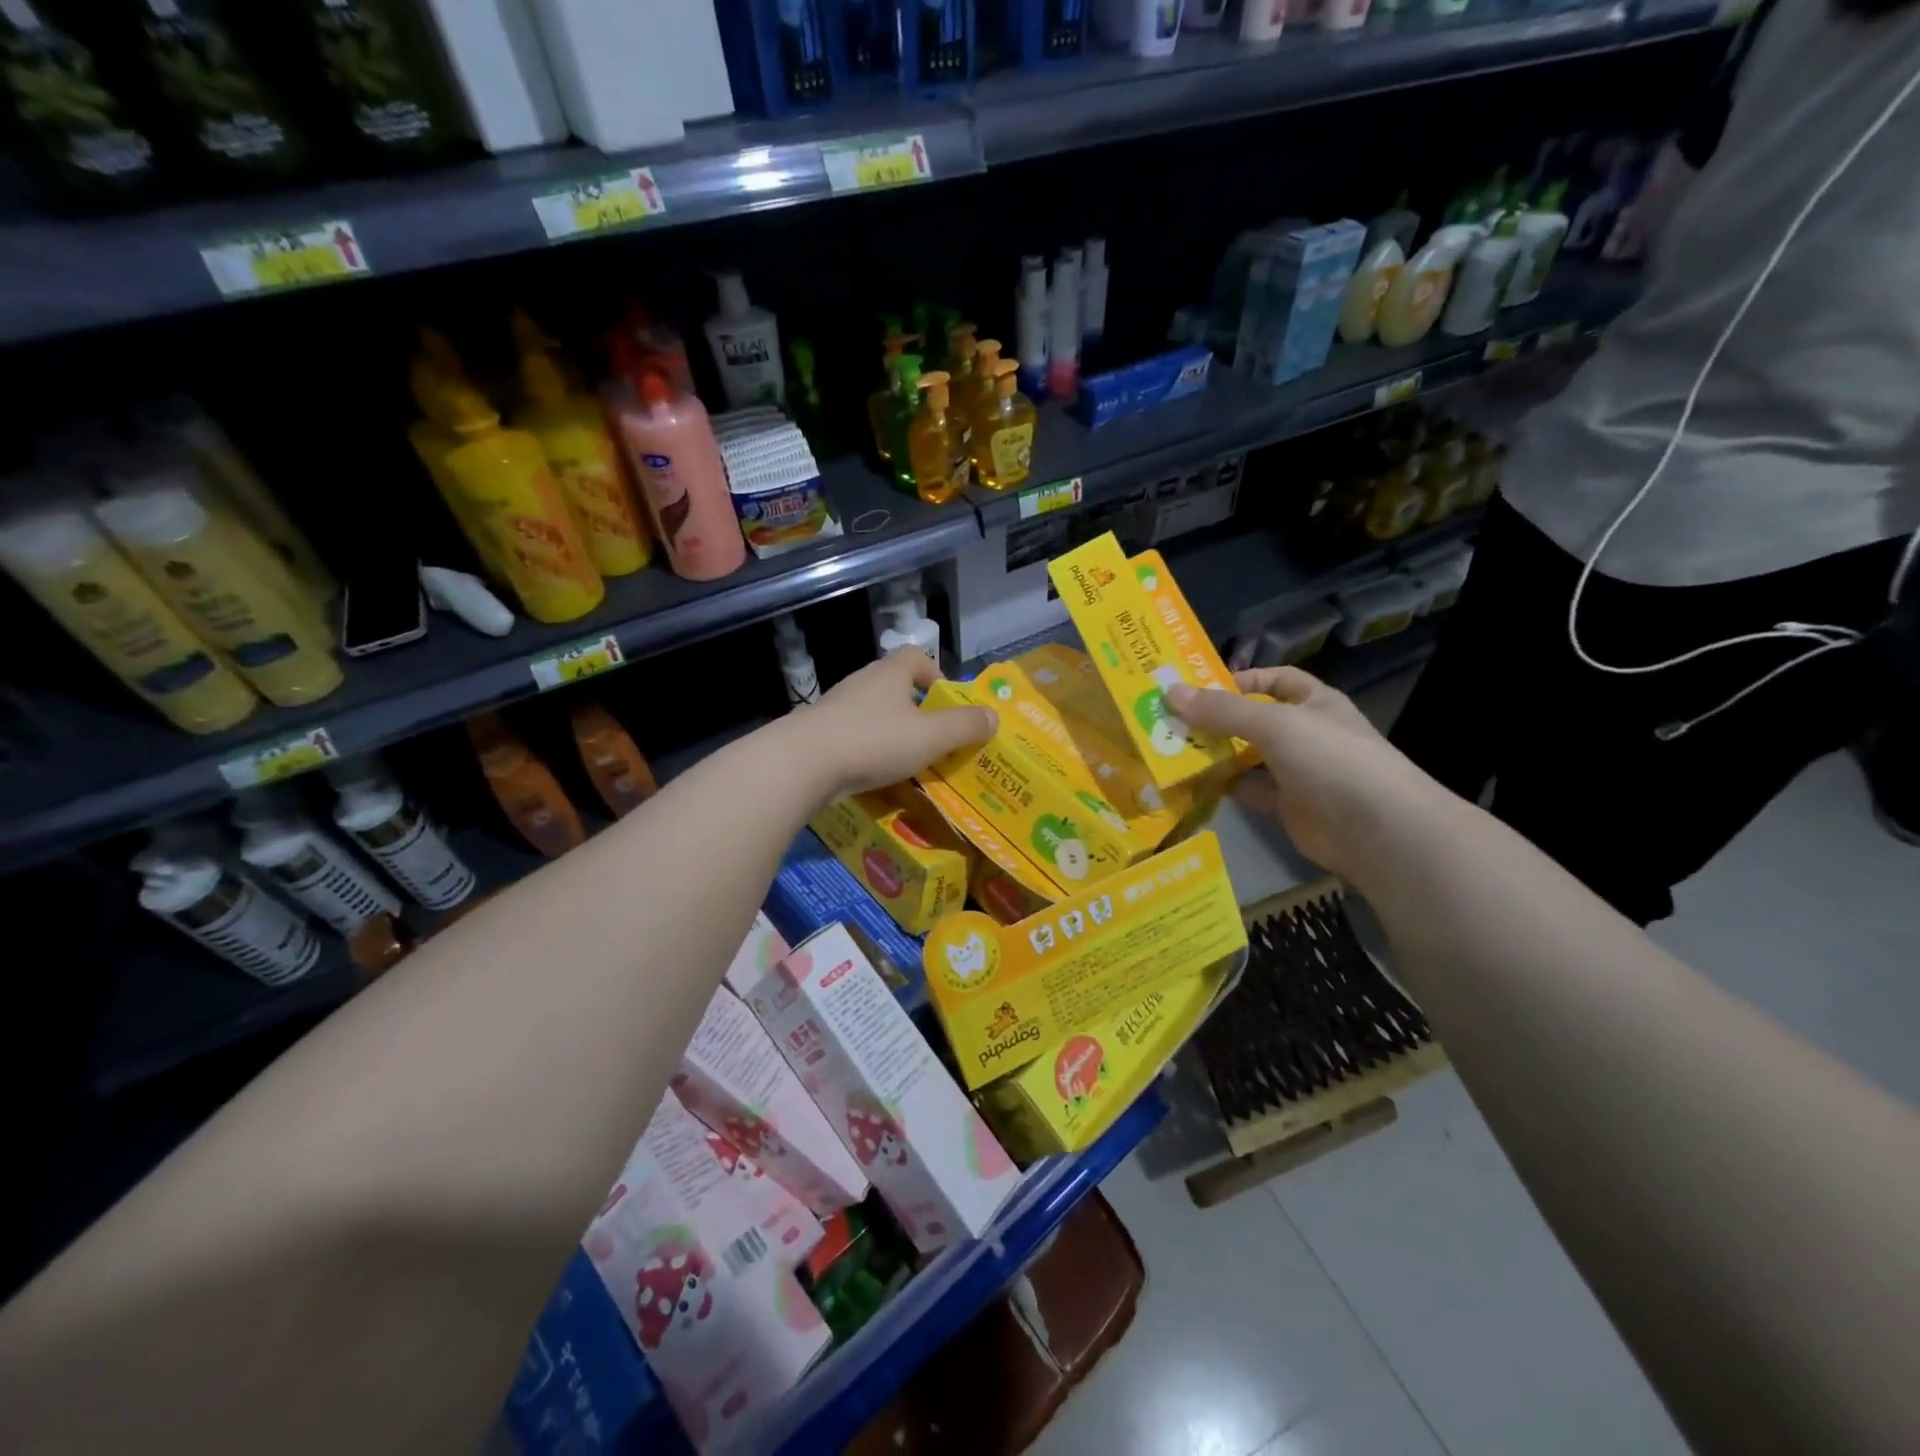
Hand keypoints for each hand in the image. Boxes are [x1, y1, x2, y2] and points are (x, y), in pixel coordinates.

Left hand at [791, 649, 996, 802]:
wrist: (802, 764)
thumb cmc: (874, 741)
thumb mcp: (930, 736)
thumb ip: (964, 726)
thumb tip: (993, 716)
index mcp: (890, 673)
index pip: (916, 657)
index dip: (936, 675)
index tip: (947, 704)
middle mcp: (862, 683)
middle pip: (895, 687)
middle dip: (917, 711)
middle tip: (934, 740)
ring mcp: (837, 708)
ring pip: (874, 715)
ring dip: (892, 734)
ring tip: (909, 763)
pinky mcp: (819, 734)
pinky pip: (854, 738)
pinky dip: (869, 752)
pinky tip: (876, 776)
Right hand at [1166, 667, 1443, 882]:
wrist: (1375, 829)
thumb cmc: (1329, 758)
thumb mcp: (1274, 724)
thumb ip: (1222, 710)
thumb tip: (1170, 692)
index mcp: (1314, 703)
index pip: (1277, 680)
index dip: (1243, 679)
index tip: (1201, 688)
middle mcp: (1306, 734)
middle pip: (1255, 720)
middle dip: (1217, 719)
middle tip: (1171, 720)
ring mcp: (1297, 772)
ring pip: (1248, 757)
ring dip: (1216, 754)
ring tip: (1173, 750)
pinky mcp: (1287, 806)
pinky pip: (1249, 790)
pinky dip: (1225, 786)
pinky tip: (1193, 783)